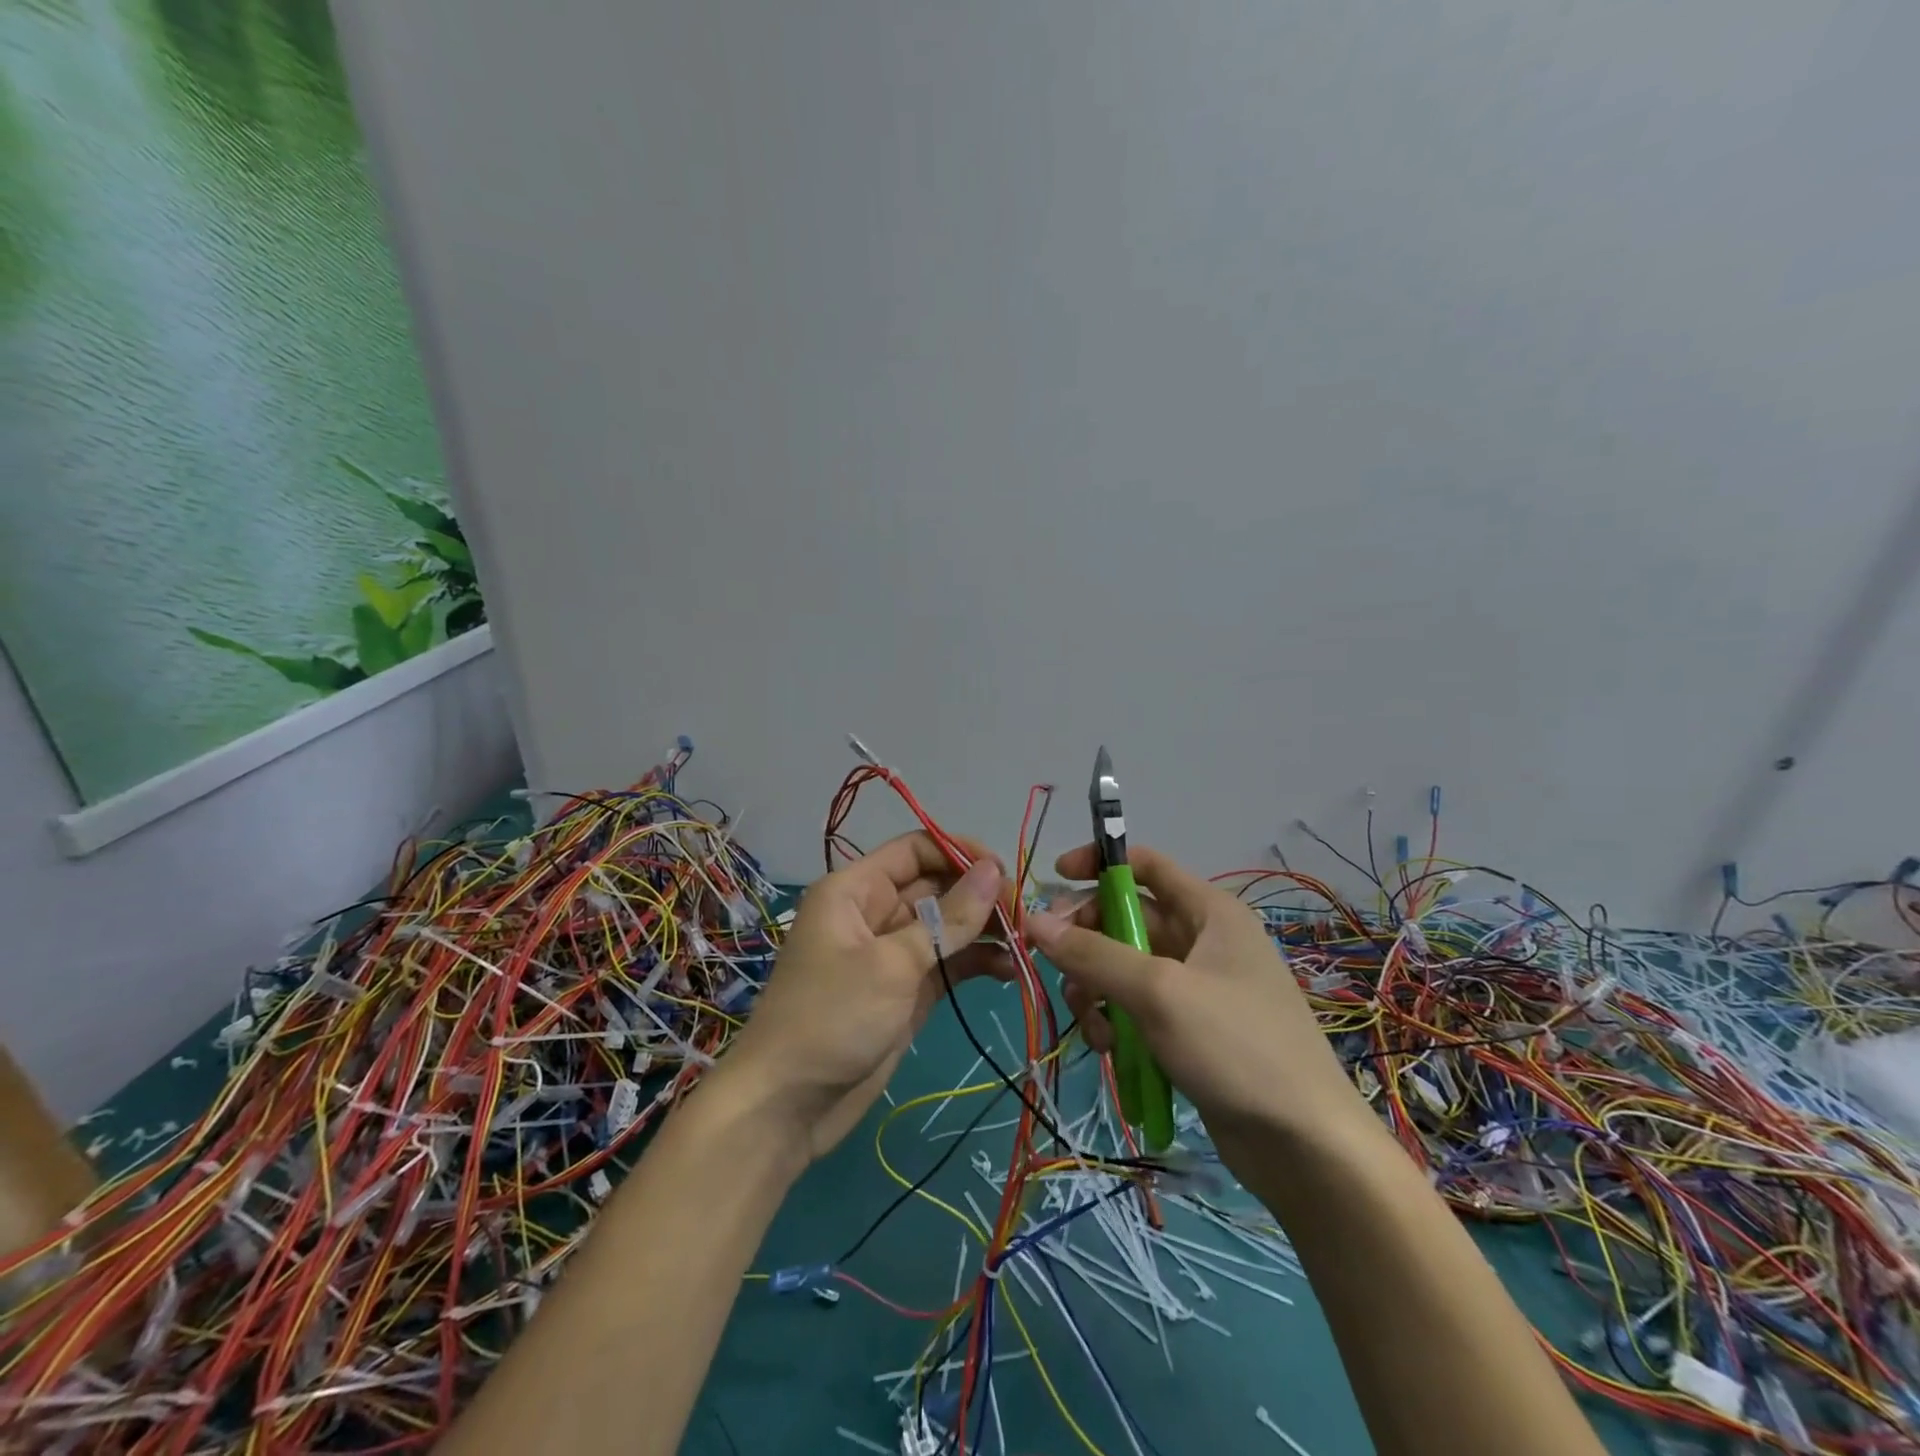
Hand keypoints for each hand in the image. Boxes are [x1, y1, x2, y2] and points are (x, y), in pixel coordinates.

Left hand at [718, 832, 1008, 1161]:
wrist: (788, 1107)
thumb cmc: (833, 1018)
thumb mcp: (893, 964)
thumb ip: (949, 918)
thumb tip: (993, 870)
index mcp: (855, 890)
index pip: (915, 850)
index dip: (960, 852)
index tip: (1004, 872)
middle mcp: (874, 912)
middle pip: (936, 887)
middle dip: (980, 896)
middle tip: (1025, 915)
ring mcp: (891, 954)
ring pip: (946, 926)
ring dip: (984, 931)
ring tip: (1026, 944)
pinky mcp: (906, 991)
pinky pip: (947, 963)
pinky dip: (976, 963)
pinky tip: (1010, 971)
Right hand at [1026, 844, 1362, 1165]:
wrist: (1305, 1146)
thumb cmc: (1237, 1047)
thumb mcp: (1159, 992)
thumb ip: (1093, 954)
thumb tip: (1033, 920)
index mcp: (1208, 911)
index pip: (1144, 864)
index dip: (1098, 863)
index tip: (1055, 880)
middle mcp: (1202, 939)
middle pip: (1125, 918)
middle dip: (1087, 941)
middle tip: (1056, 967)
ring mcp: (1196, 987)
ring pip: (1123, 967)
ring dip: (1097, 989)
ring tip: (1093, 1025)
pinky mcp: (1189, 1029)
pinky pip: (1136, 1007)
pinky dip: (1116, 1020)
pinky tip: (1111, 1050)